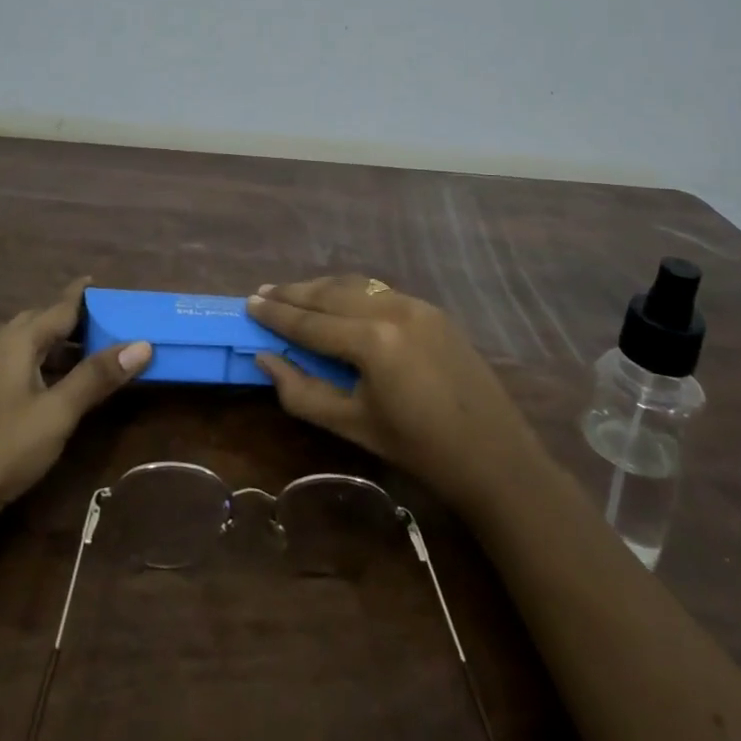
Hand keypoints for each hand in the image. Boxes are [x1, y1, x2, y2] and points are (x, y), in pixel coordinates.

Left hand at [0, 277, 151, 539]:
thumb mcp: (56, 414)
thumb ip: (96, 377)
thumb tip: (142, 344)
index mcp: (14, 342)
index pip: (57, 308)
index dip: (81, 296)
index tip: (101, 282)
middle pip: (38, 323)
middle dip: (69, 320)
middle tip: (104, 321)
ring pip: (24, 348)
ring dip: (56, 347)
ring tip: (89, 353)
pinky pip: (15, 370)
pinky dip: (41, 368)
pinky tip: (54, 388)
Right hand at [249, 275, 543, 514]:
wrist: (493, 455)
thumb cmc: (417, 449)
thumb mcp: (351, 425)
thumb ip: (302, 390)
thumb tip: (264, 358)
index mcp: (372, 341)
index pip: (310, 322)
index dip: (276, 314)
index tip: (248, 303)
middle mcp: (392, 309)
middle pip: (330, 293)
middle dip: (293, 293)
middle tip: (263, 292)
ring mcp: (415, 304)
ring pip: (355, 286)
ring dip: (321, 288)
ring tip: (292, 293)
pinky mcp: (431, 308)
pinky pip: (379, 292)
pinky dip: (350, 292)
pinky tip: (336, 301)